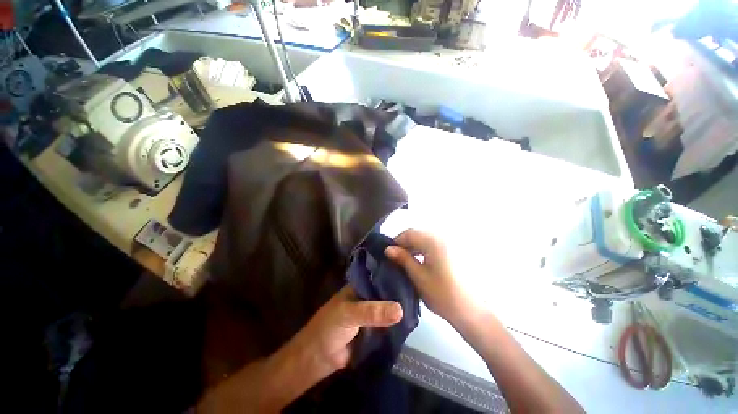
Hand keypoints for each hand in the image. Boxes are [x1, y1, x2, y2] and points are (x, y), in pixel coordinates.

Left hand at [198, 287, 401, 412]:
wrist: (318, 358)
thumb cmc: (329, 327)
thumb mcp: (349, 314)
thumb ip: (373, 311)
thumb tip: (401, 309)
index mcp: (360, 285)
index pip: (379, 274)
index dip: (393, 272)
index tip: (412, 269)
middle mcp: (368, 296)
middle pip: (387, 290)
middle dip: (401, 290)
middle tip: (422, 286)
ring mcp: (372, 313)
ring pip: (389, 307)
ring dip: (401, 306)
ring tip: (421, 300)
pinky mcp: (375, 329)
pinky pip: (389, 323)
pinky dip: (398, 322)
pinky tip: (413, 319)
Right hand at [385, 229, 475, 324]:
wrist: (470, 310)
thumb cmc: (442, 294)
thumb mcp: (418, 276)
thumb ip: (403, 259)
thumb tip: (388, 249)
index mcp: (433, 241)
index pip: (409, 233)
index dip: (396, 241)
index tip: (388, 253)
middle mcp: (443, 237)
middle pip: (418, 233)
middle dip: (405, 243)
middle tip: (395, 256)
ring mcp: (450, 243)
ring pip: (426, 238)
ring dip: (414, 245)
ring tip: (405, 259)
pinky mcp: (454, 250)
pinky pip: (434, 243)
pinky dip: (424, 248)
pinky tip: (419, 259)